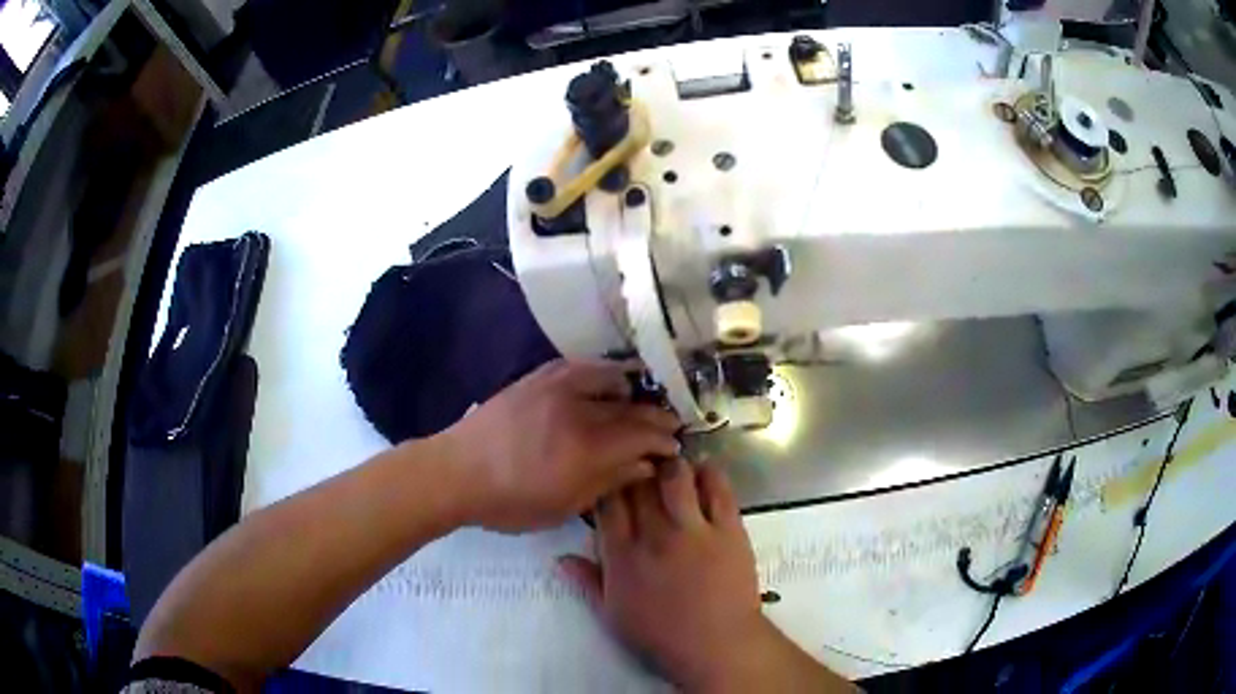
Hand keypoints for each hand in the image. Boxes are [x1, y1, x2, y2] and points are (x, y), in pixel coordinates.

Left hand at [436, 359, 679, 532]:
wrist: (456, 472)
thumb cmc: (511, 501)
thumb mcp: (564, 506)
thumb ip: (610, 482)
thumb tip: (646, 466)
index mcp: (587, 448)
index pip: (643, 435)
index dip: (664, 440)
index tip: (674, 446)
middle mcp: (579, 408)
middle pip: (633, 406)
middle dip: (656, 417)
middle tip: (668, 426)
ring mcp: (557, 386)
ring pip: (611, 376)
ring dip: (633, 390)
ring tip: (638, 404)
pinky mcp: (538, 376)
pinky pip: (581, 366)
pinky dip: (602, 373)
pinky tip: (605, 384)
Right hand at [559, 461, 853, 692]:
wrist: (716, 645)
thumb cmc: (660, 635)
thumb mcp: (612, 615)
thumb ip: (587, 582)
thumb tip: (559, 559)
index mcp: (622, 555)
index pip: (607, 503)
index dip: (608, 482)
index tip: (611, 474)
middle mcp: (654, 535)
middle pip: (639, 484)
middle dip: (636, 467)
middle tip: (639, 462)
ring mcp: (694, 530)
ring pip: (676, 477)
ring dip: (670, 465)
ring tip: (671, 462)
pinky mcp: (728, 529)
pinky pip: (718, 488)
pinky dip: (709, 473)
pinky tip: (704, 470)